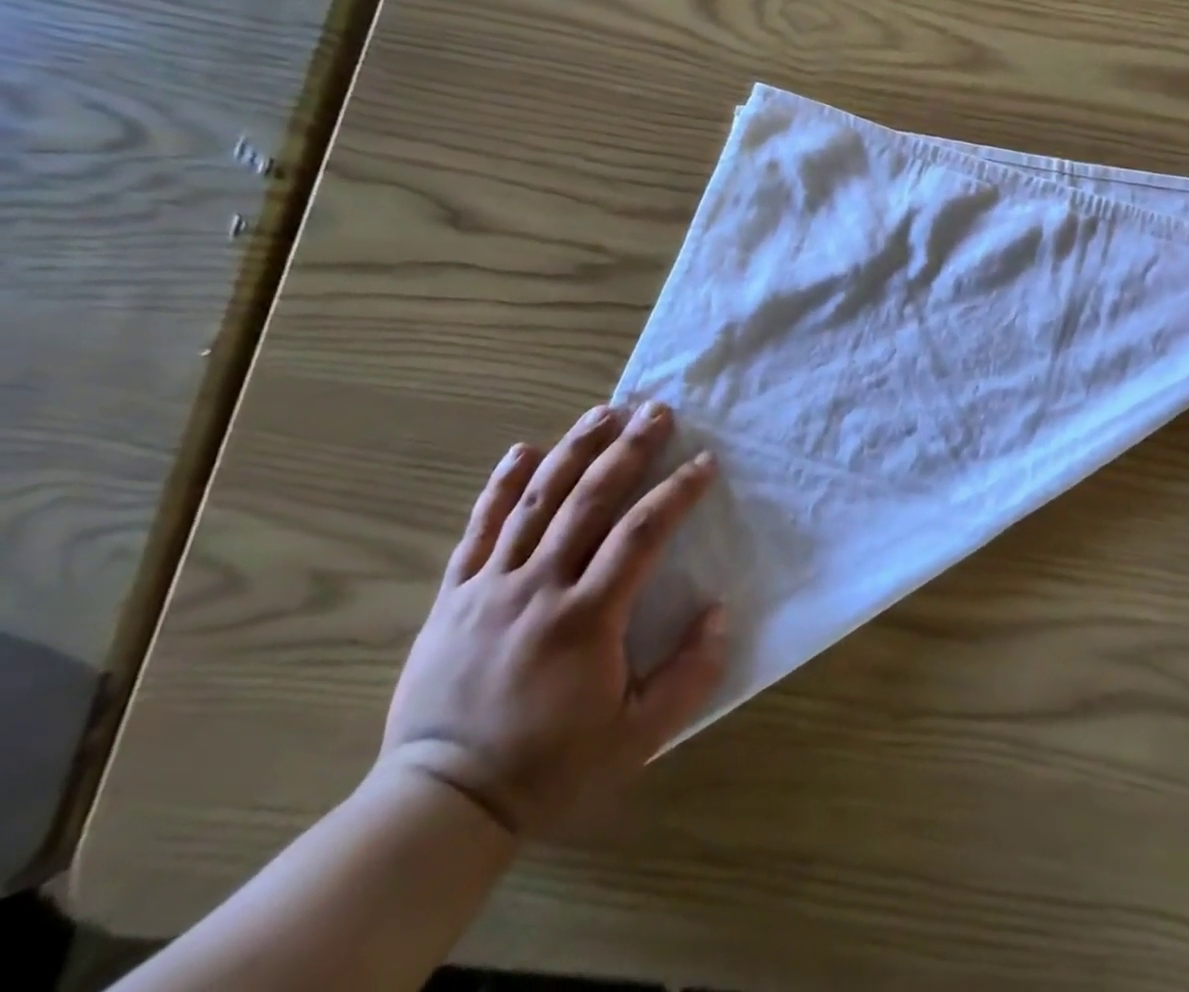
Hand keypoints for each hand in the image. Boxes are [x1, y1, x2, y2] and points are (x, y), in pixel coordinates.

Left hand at [381, 401, 725, 836]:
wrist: (441, 804)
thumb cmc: (550, 768)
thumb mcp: (638, 738)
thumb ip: (690, 675)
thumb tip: (719, 612)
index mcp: (587, 617)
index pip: (641, 534)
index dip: (678, 492)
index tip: (705, 462)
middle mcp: (539, 586)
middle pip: (590, 499)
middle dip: (630, 449)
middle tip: (658, 411)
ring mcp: (490, 586)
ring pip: (538, 500)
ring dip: (575, 449)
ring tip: (605, 411)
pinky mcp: (454, 595)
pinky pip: (480, 528)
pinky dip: (502, 485)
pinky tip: (524, 449)